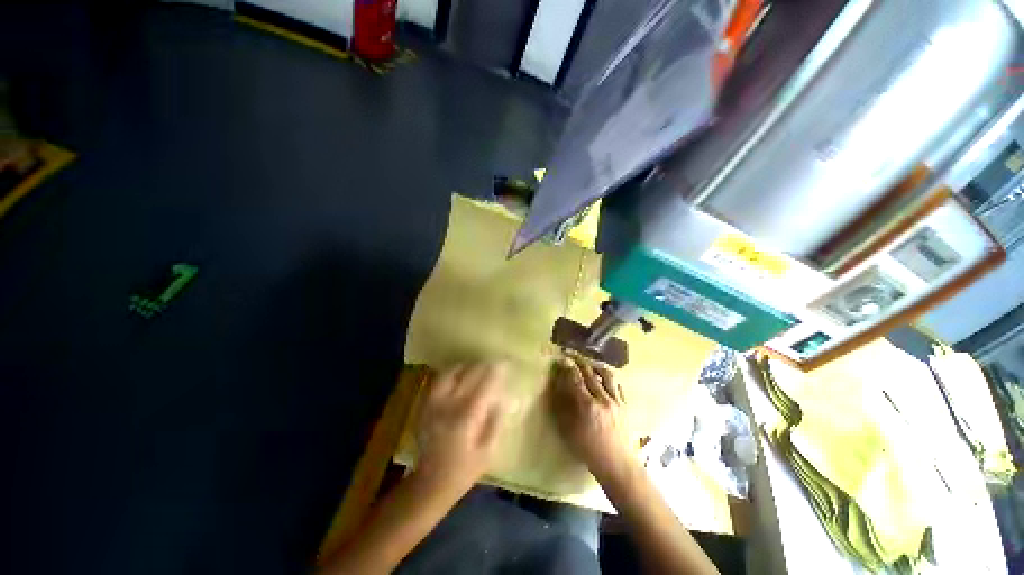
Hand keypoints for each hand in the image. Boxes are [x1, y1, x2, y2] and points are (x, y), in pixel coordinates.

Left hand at [414, 362, 508, 498]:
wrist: (430, 483)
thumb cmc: (463, 470)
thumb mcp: (487, 451)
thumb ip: (495, 422)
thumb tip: (501, 399)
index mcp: (466, 417)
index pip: (484, 385)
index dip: (494, 372)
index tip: (503, 364)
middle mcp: (449, 405)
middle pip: (466, 375)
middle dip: (481, 366)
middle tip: (490, 363)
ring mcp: (434, 404)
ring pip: (448, 374)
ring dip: (463, 367)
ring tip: (472, 366)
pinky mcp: (425, 407)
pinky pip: (437, 382)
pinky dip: (449, 375)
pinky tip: (456, 377)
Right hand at [548, 354, 633, 482]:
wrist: (618, 465)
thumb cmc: (588, 450)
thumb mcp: (568, 430)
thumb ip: (562, 406)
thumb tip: (558, 387)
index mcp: (587, 405)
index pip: (575, 378)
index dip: (568, 366)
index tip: (562, 358)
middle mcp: (602, 398)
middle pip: (590, 373)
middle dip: (580, 361)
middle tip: (572, 355)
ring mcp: (616, 401)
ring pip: (607, 375)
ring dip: (595, 366)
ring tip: (589, 363)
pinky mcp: (625, 405)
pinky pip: (617, 385)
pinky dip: (609, 378)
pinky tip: (604, 378)